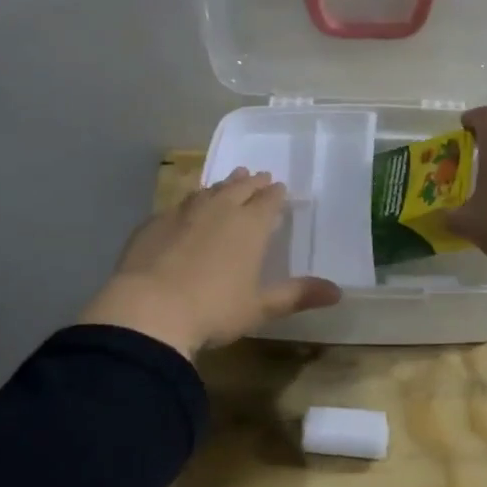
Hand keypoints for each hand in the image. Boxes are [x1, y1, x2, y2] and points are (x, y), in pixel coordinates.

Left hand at [81, 168, 341, 358]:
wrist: (148, 310)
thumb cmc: (213, 310)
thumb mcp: (259, 307)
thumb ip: (297, 295)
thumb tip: (338, 292)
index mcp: (250, 225)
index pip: (268, 200)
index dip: (276, 194)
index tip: (279, 188)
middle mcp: (219, 209)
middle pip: (240, 187)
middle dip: (251, 182)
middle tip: (257, 176)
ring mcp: (183, 212)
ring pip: (208, 191)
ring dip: (222, 186)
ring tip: (228, 182)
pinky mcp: (154, 223)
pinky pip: (178, 205)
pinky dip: (189, 203)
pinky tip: (186, 211)